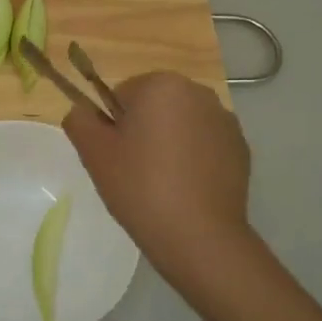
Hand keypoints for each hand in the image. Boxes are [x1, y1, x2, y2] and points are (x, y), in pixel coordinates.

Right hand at [63, 71, 251, 283]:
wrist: (199, 236)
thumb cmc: (140, 186)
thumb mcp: (94, 154)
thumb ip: (79, 121)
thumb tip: (84, 112)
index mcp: (162, 85)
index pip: (122, 95)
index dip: (113, 126)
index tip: (116, 157)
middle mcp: (199, 93)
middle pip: (155, 106)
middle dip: (143, 131)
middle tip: (134, 171)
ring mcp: (225, 120)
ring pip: (181, 125)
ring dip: (169, 143)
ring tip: (162, 184)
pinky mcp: (241, 148)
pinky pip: (205, 145)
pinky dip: (194, 159)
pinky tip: (187, 190)